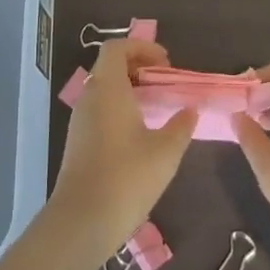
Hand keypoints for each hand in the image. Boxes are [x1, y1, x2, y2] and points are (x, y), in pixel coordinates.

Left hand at [46, 40, 196, 265]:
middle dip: (138, 66)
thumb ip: (181, 126)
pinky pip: (100, 108)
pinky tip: (140, 132)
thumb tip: (190, 109)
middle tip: (164, 82)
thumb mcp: (165, 152)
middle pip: (110, 65)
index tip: (165, 64)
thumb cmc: (126, 178)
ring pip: (104, 88)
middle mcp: (90, 96)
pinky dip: (119, 106)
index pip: (117, 47)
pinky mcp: (78, 140)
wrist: (81, 221)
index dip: (141, 47)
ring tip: (156, 106)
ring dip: (129, 88)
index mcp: (108, 88)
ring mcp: (80, 119)